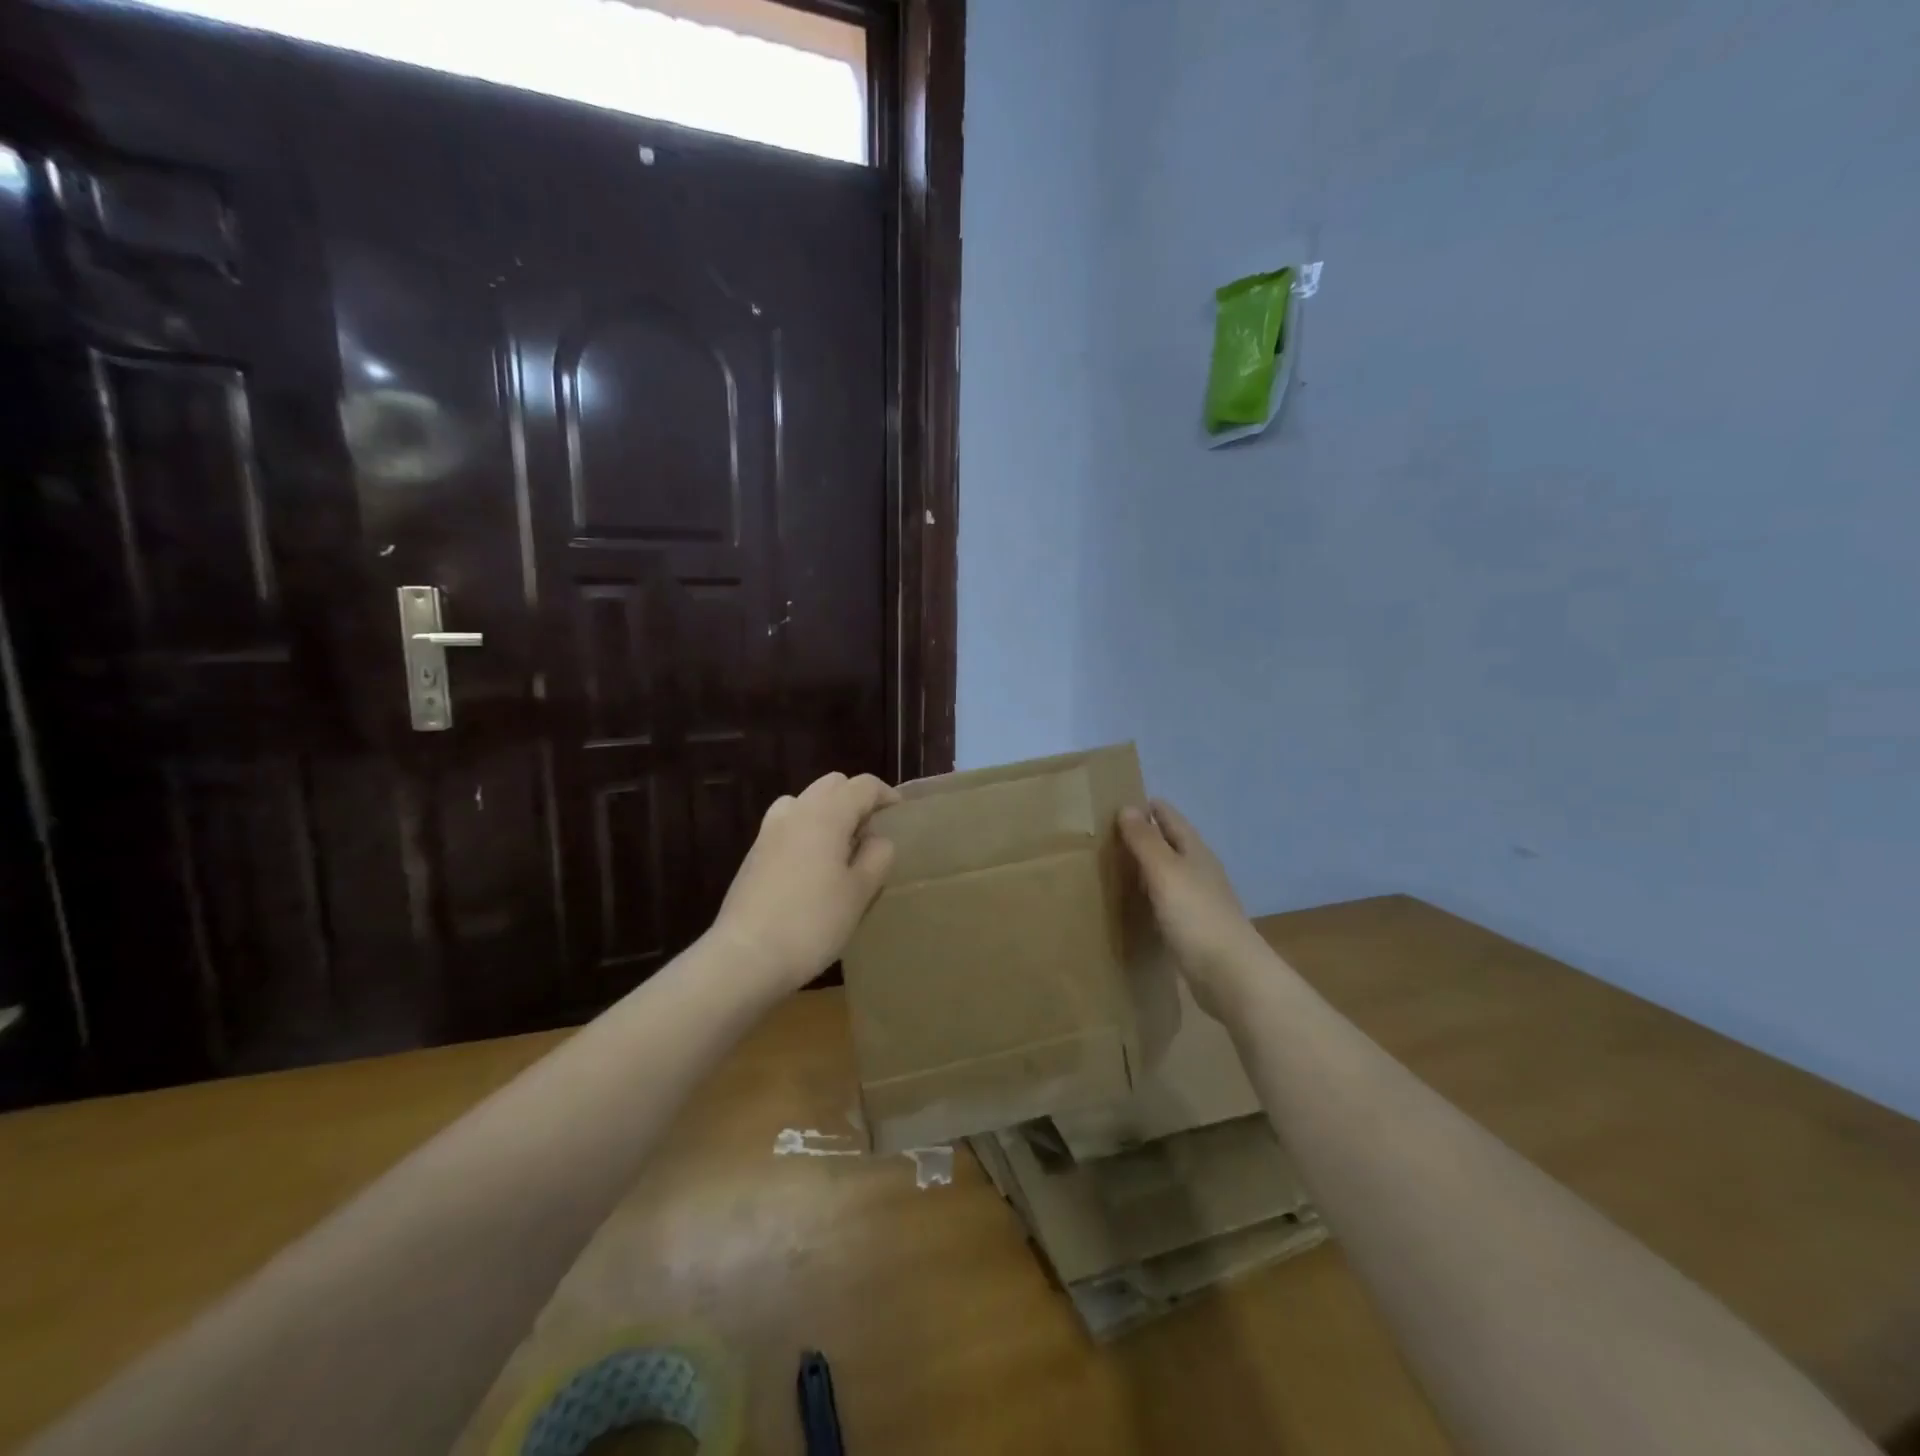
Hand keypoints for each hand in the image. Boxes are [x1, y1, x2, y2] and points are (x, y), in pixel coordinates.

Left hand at [710, 772, 899, 994]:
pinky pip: (787, 824)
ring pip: (805, 801)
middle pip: (832, 785)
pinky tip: (812, 865)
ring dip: (827, 812)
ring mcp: (769, 831)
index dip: (886, 794)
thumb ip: (877, 857)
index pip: (863, 785)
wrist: (746, 956)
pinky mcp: (754, 854)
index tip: (899, 814)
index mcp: (826, 814)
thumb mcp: (860, 892)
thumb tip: (877, 838)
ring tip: (840, 846)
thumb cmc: (813, 922)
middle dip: (855, 799)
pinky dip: (805, 830)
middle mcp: (796, 812)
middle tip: (871, 832)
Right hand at [1119, 799, 1266, 1013]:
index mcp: (1196, 852)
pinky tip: (1134, 904)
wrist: (1230, 975)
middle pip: (1171, 845)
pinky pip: (1167, 903)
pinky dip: (1150, 896)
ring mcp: (1200, 902)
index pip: (1171, 819)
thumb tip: (1127, 807)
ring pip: (1169, 874)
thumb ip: (1145, 841)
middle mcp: (1200, 872)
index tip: (1120, 801)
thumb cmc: (1196, 915)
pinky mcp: (1194, 929)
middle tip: (1108, 833)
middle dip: (1146, 836)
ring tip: (1115, 865)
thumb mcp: (1165, 871)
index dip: (1149, 808)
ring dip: (1147, 867)